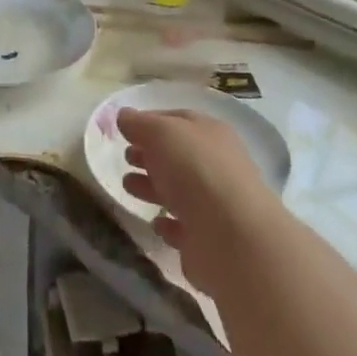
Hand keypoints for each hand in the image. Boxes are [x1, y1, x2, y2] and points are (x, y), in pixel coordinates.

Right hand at [119, 107, 275, 294]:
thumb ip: (140, 124)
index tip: (124, 129)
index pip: (178, 120)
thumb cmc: (195, 170)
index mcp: (210, 134)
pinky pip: (184, 227)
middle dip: (149, 155)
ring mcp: (214, 204)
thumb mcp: (161, 133)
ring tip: (128, 186)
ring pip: (178, 191)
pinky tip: (156, 222)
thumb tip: (124, 116)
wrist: (231, 236)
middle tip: (125, 158)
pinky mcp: (208, 239)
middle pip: (177, 156)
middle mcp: (216, 165)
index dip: (150, 121)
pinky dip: (168, 223)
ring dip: (152, 187)